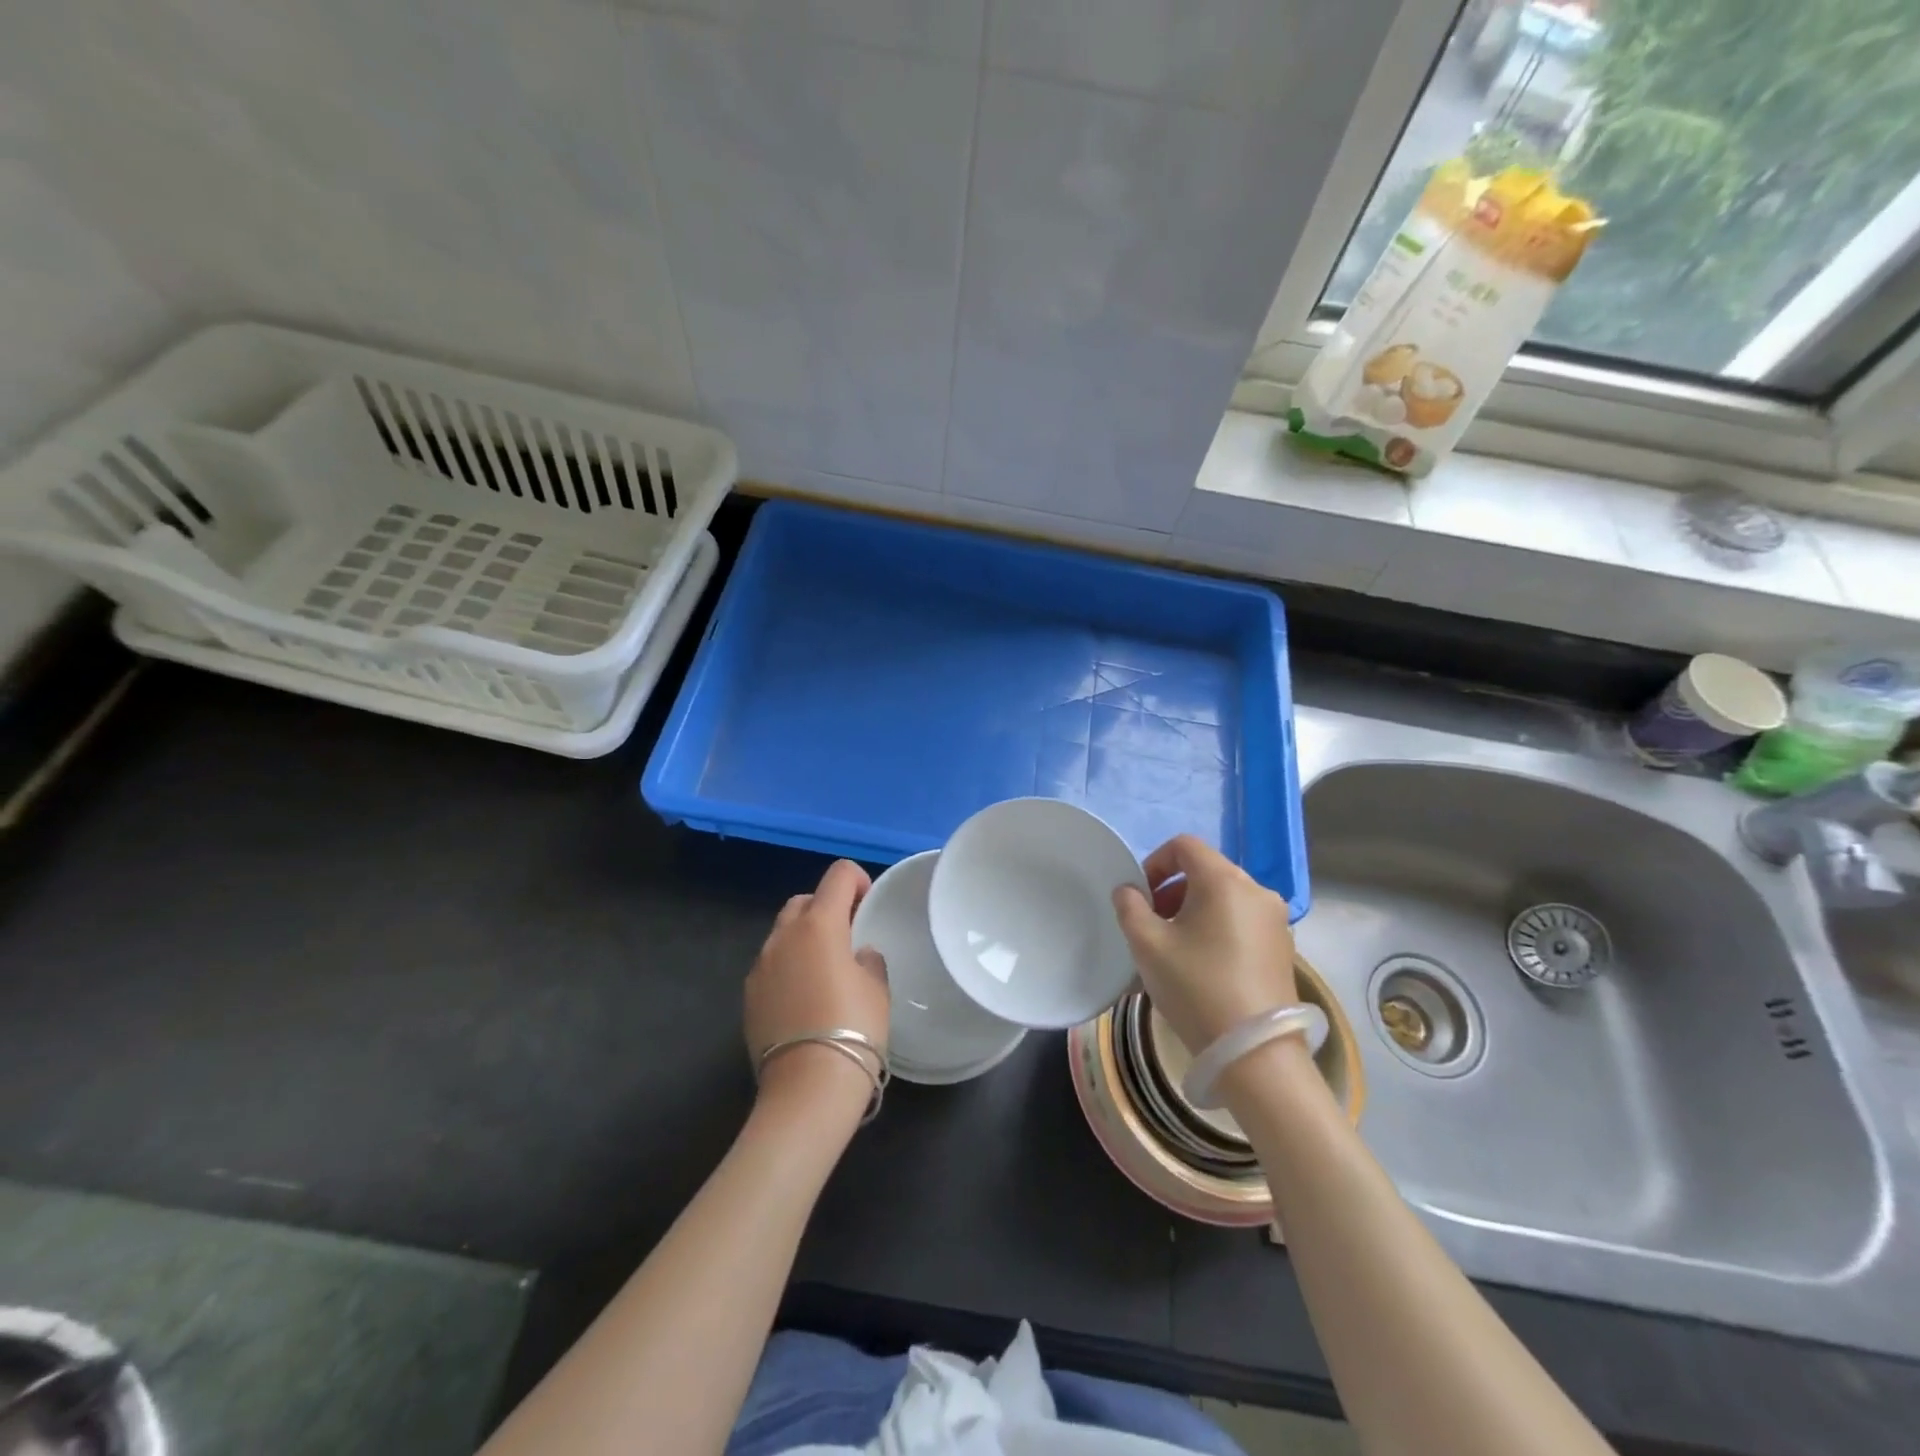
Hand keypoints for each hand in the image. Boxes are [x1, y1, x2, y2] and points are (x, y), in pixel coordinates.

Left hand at [745, 860, 889, 1109]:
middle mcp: (783, 937)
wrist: (807, 1089)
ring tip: (825, 970)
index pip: (838, 875)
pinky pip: (771, 965)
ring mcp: (760, 966)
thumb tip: (857, 955)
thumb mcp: (877, 989)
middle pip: (804, 901)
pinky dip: (788, 966)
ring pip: (783, 933)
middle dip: (826, 907)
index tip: (868, 904)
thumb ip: (868, 960)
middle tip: (848, 936)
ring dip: (804, 938)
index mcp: (819, 925)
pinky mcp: (748, 996)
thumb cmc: (854, 1029)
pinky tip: (804, 998)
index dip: (857, 880)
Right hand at [1112, 834, 1296, 1053]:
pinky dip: (1216, 929)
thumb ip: (1130, 907)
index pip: (1184, 846)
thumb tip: (1129, 891)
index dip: (1154, 863)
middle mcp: (1257, 891)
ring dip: (1192, 912)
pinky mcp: (1283, 948)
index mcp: (1224, 880)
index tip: (1140, 897)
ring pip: (1224, 898)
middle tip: (1151, 924)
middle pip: (1205, 871)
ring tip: (1173, 948)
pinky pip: (1241, 922)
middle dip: (1171, 891)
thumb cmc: (1196, 987)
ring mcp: (1275, 921)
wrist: (1255, 1053)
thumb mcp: (1147, 945)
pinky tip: (1201, 966)